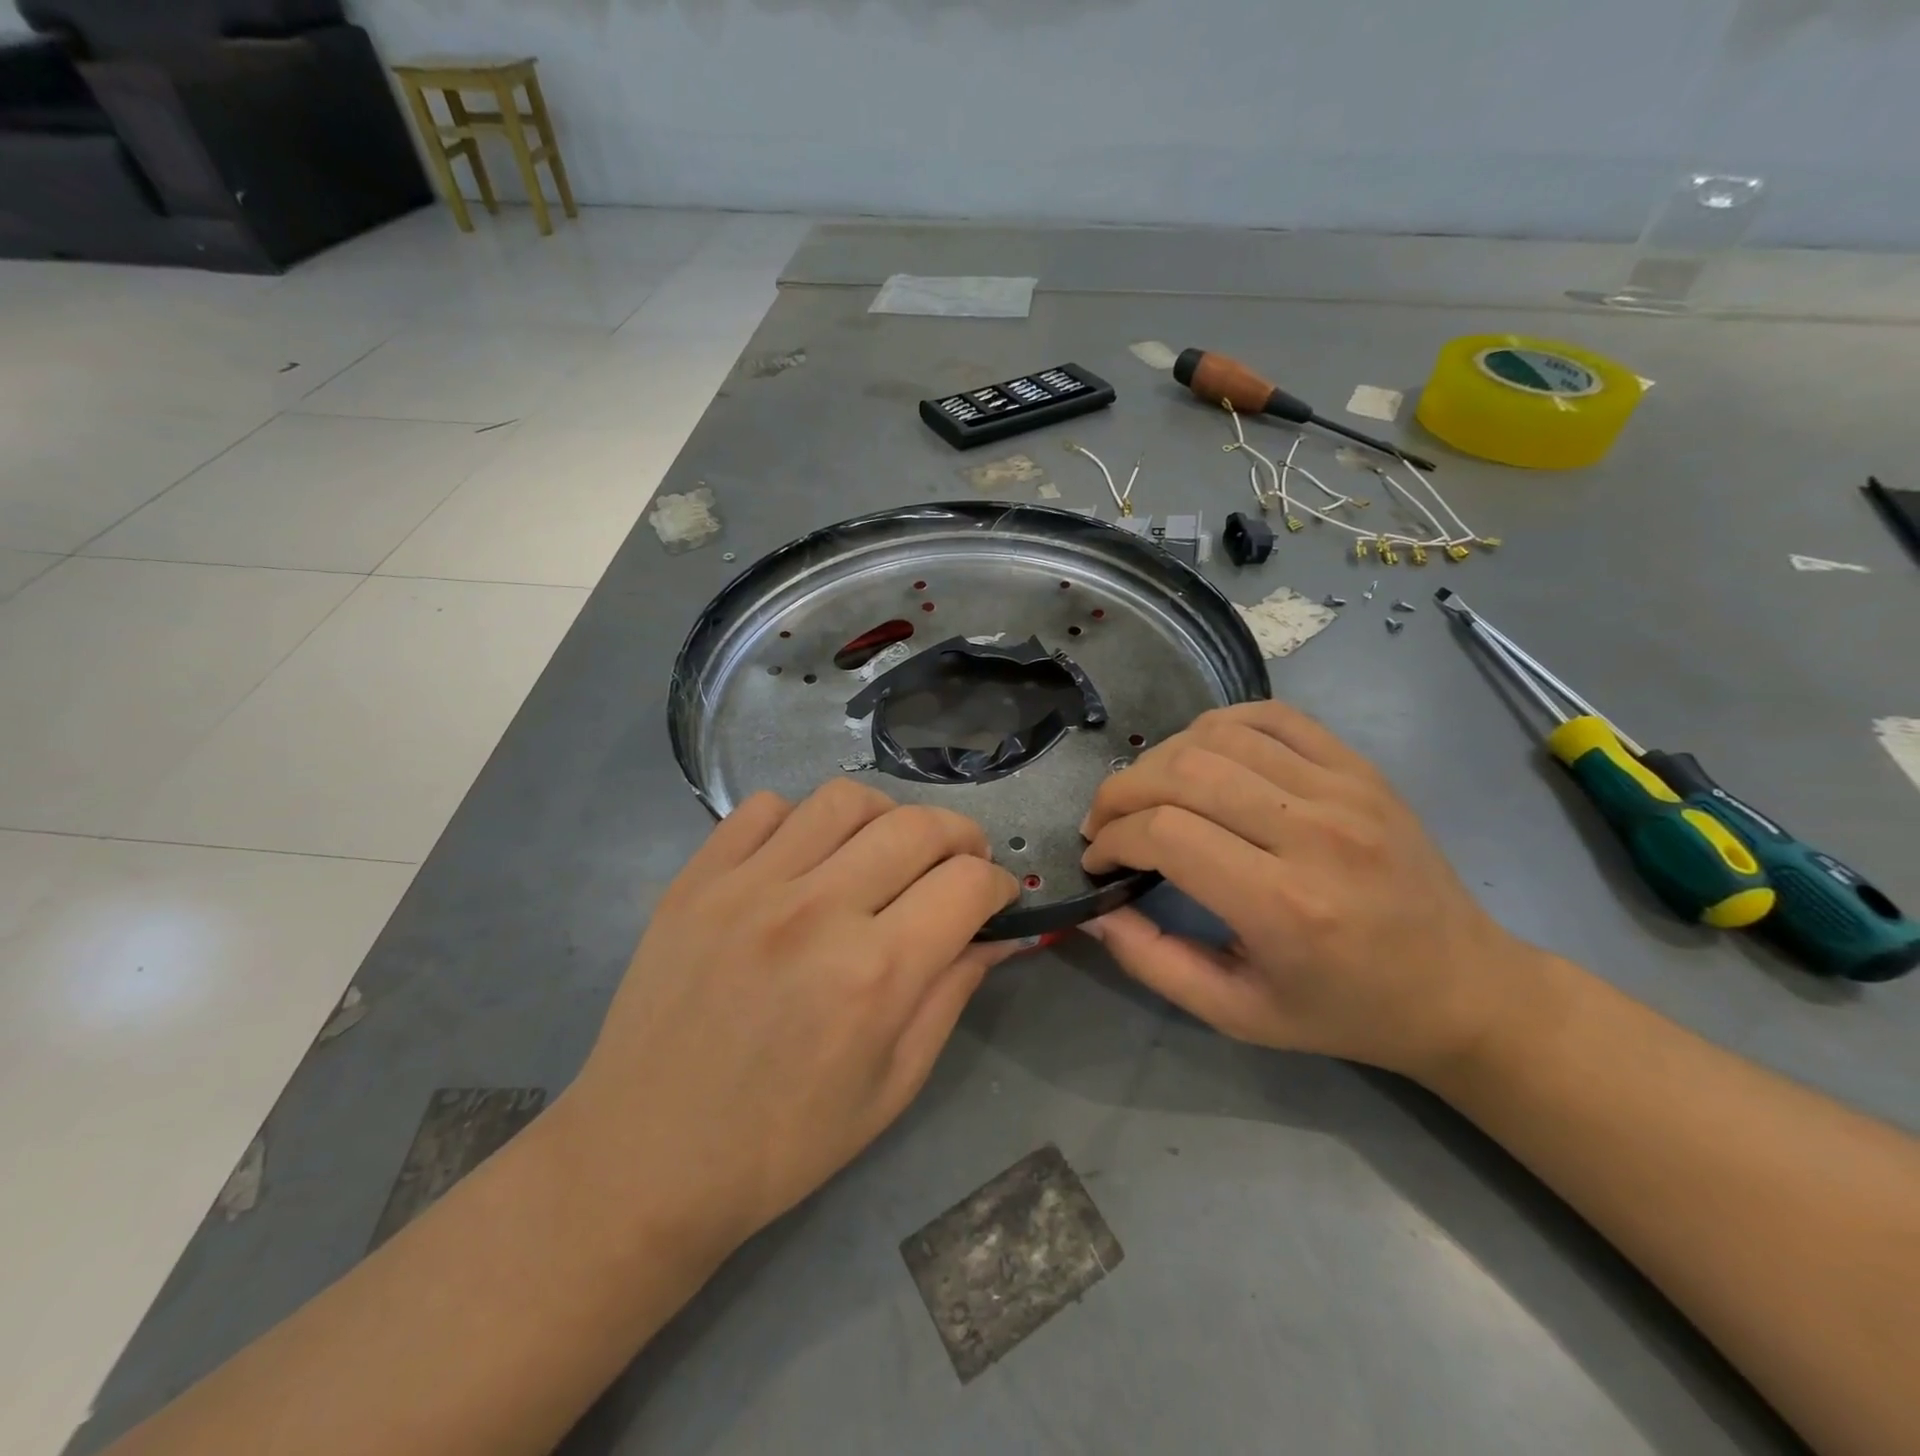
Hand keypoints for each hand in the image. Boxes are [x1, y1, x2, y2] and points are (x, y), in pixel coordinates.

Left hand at [562, 781, 1017, 1254]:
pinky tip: (805, 858)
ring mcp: (748, 887)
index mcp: (874, 974)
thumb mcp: (892, 1084)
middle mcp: (816, 912)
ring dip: (886, 815)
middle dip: (960, 836)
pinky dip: (802, 820)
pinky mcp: (696, 880)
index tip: (994, 898)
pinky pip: (764, 808)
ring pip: (844, 799)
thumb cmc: (783, 1142)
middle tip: (958, 863)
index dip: (997, 884)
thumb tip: (1000, 934)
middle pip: (917, 826)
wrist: (645, 1159)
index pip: (966, 884)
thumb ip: (952, 994)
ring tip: (886, 849)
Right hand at [1080, 701, 1540, 1079]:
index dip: (1113, 838)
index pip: (1166, 834)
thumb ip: (1153, 962)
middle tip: (1104, 822)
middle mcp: (1313, 833)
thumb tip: (1095, 910)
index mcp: (1283, 906)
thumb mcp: (1238, 1015)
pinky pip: (1272, 716)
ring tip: (1145, 792)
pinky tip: (1198, 754)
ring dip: (1160, 758)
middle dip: (1120, 791)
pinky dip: (1217, 725)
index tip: (1098, 858)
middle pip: (1183, 773)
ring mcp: (1344, 789)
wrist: (1462, 988)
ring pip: (1219, 736)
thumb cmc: (1345, 1010)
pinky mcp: (1360, 768)